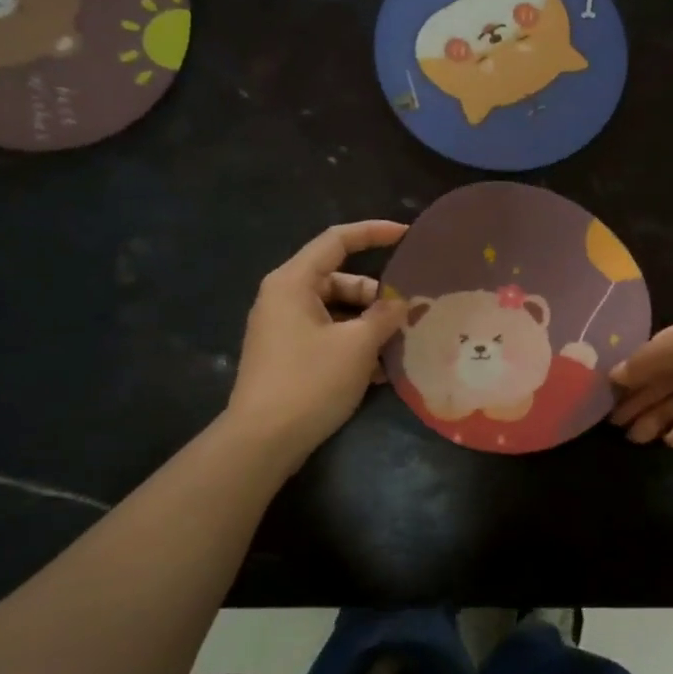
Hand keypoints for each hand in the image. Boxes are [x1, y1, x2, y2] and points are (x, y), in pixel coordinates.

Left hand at [226, 221, 408, 471]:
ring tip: (401, 344)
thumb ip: (385, 316)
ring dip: (370, 324)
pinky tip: (382, 370)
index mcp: (294, 282)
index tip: (408, 235)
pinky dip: (354, 344)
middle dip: (378, 295)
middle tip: (410, 312)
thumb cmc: (310, 381)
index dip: (374, 232)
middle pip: (340, 279)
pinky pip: (328, 335)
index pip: (337, 240)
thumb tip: (403, 303)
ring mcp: (284, 328)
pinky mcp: (288, 355)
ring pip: (338, 311)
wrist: (262, 441)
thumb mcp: (358, 345)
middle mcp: (285, 297)